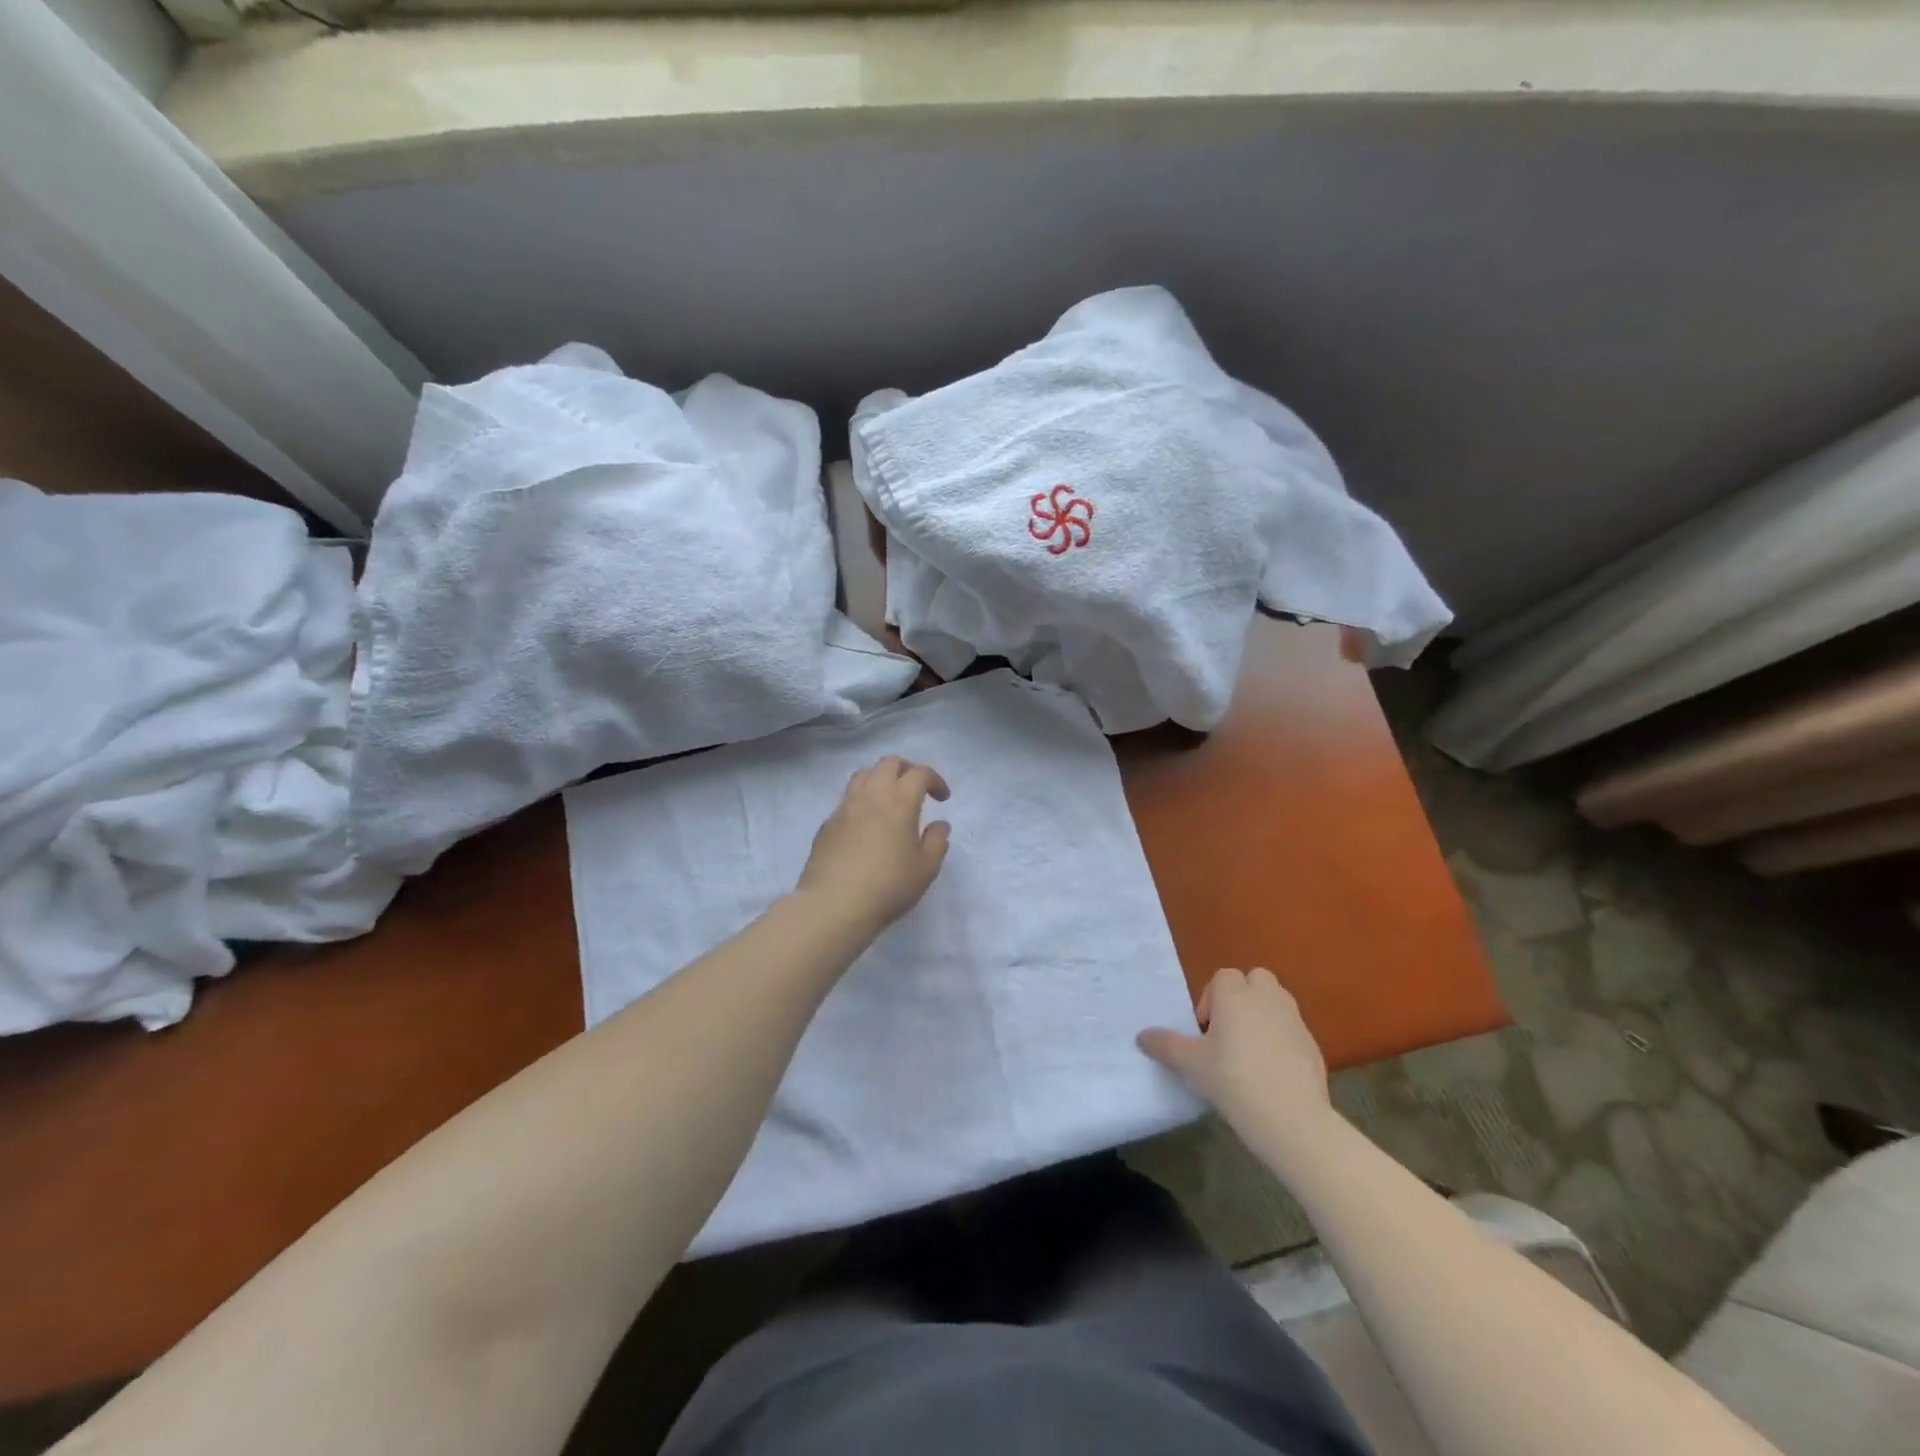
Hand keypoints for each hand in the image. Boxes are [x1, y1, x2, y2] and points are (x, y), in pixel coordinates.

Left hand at [796, 756, 950, 934]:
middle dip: (906, 770)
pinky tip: (865, 827)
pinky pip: (846, 800)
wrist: (834, 905)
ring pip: (862, 776)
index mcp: (899, 801)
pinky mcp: (826, 824)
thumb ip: (937, 841)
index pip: (919, 773)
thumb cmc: (888, 886)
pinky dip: (861, 802)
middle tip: (916, 790)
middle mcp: (870, 796)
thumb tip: (939, 825)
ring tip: (888, 802)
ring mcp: (844, 808)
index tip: (942, 799)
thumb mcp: (926, 869)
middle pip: (888, 764)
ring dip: (880, 780)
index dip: (934, 780)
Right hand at [1137, 968, 1331, 1138]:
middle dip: (1242, 998)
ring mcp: (1295, 1021)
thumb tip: (1142, 1035)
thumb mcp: (1190, 1065)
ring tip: (1248, 1053)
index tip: (1205, 1033)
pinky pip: (1292, 1032)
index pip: (1222, 977)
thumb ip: (1165, 1045)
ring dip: (1262, 1016)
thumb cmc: (1233, 1080)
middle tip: (1227, 1034)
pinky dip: (1281, 1042)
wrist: (1292, 1120)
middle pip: (1255, 980)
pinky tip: (1271, 1074)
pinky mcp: (1313, 1047)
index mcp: (1236, 995)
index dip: (1210, 1000)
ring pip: (1277, 1003)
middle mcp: (1268, 998)